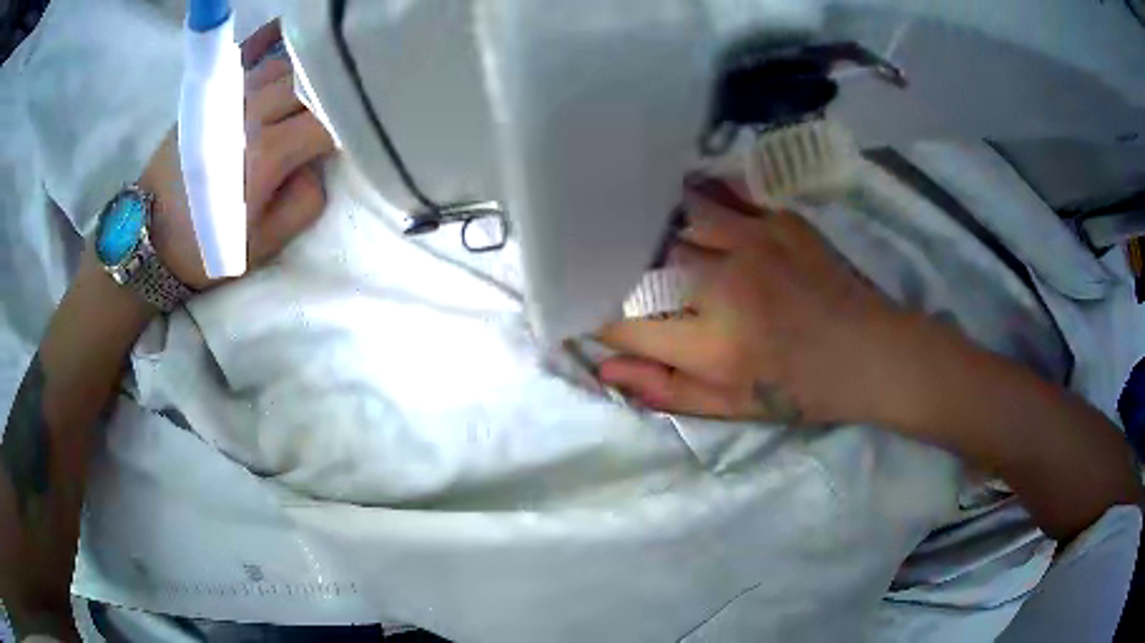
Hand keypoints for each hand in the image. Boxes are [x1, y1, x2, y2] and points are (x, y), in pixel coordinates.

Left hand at [138, 20, 334, 290]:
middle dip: (338, 88)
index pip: (326, 120)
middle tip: (358, 93)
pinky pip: (248, 52)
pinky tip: (293, 27)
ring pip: (285, 64)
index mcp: (265, 156)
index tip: (368, 126)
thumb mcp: (263, 246)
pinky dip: (272, 36)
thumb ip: (304, 204)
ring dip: (314, 67)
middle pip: (308, 83)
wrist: (148, 237)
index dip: (353, 120)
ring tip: (337, 67)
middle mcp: (249, 116)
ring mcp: (228, 99)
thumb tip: (320, 164)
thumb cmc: (206, 247)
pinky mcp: (211, 95)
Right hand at [598, 180, 914, 425]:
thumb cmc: (802, 390)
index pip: (626, 323)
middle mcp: (727, 287)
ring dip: (649, 220)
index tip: (584, 309)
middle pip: (644, 260)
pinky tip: (680, 202)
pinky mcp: (778, 219)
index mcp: (715, 346)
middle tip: (599, 258)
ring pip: (675, 214)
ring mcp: (754, 243)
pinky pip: (718, 195)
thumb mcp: (733, 407)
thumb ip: (666, 389)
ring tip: (630, 220)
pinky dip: (692, 199)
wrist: (871, 352)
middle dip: (613, 261)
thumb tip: (605, 368)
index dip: (596, 316)